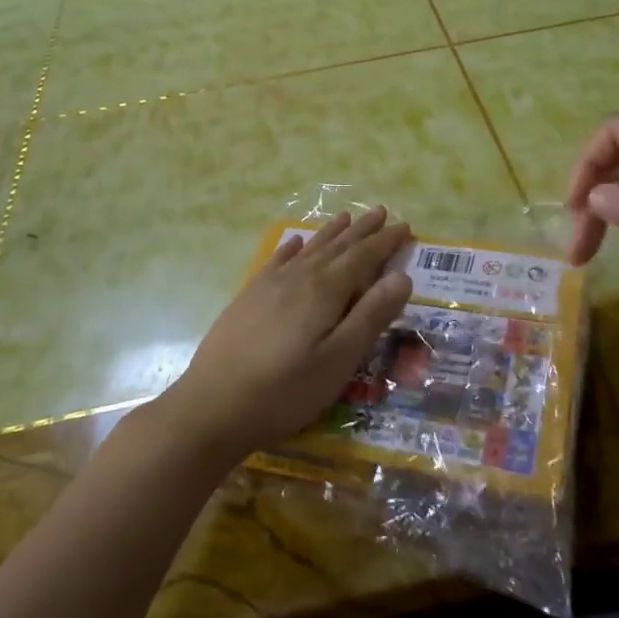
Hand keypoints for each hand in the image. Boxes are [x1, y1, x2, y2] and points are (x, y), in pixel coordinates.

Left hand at [154, 208, 413, 464]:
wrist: (212, 406)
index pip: (363, 257)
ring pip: (308, 249)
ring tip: (346, 217)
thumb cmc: (285, 390)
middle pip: (337, 246)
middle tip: (381, 211)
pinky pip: (277, 261)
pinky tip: (294, 243)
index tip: (406, 226)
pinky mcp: (248, 297)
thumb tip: (401, 276)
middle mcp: (299, 277)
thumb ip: (371, 316)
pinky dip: (291, 248)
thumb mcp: (339, 360)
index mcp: (325, 291)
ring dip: (330, 233)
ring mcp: (269, 285)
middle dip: (362, 230)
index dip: (386, 241)